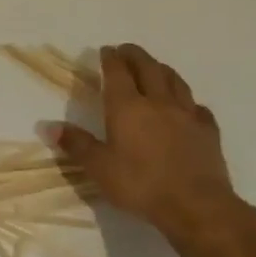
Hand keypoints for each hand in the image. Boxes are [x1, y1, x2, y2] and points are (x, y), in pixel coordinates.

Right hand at [53, 45, 245, 243]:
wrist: (196, 206)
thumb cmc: (140, 184)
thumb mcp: (99, 167)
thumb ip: (75, 144)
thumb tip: (47, 127)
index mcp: (127, 107)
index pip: (118, 72)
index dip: (111, 58)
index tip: (106, 50)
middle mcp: (158, 103)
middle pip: (148, 68)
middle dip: (136, 55)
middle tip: (127, 50)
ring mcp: (187, 115)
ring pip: (175, 81)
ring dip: (162, 69)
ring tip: (155, 67)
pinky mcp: (208, 132)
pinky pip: (197, 107)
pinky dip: (188, 100)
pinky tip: (187, 107)